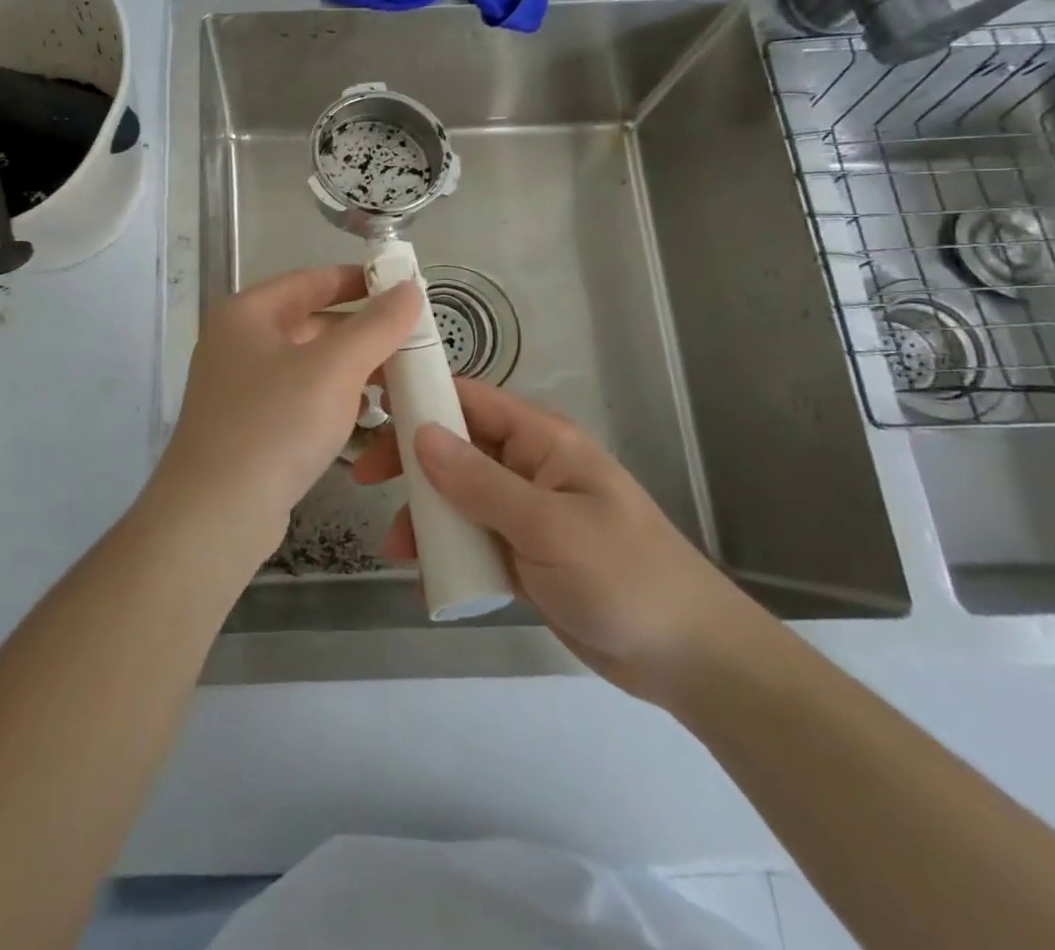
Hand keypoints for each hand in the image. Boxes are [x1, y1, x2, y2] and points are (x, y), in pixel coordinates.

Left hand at [151, 266, 421, 561]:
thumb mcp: (334, 368)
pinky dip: (333, 400)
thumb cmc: (275, 424)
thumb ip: (377, 325)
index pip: (310, 280)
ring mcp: (240, 388)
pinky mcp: (249, 427)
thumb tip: (409, 288)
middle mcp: (238, 343)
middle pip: (310, 323)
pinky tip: (366, 417)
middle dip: (362, 332)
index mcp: (247, 313)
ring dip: (352, 369)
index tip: (404, 288)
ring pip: (308, 365)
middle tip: (412, 342)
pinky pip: (300, 399)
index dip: (358, 280)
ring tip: (399, 380)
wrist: (216, 514)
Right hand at [352, 377, 770, 705]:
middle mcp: (527, 466)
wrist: (690, 659)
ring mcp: (523, 511)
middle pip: (454, 446)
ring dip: (423, 513)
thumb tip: (420, 432)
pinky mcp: (522, 552)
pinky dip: (445, 549)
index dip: (420, 395)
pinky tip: (425, 575)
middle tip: (365, 477)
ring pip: (456, 495)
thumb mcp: (547, 526)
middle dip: (409, 459)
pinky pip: (470, 537)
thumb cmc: (624, 576)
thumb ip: (480, 481)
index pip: (469, 399)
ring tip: (396, 547)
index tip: (370, 405)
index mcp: (541, 440)